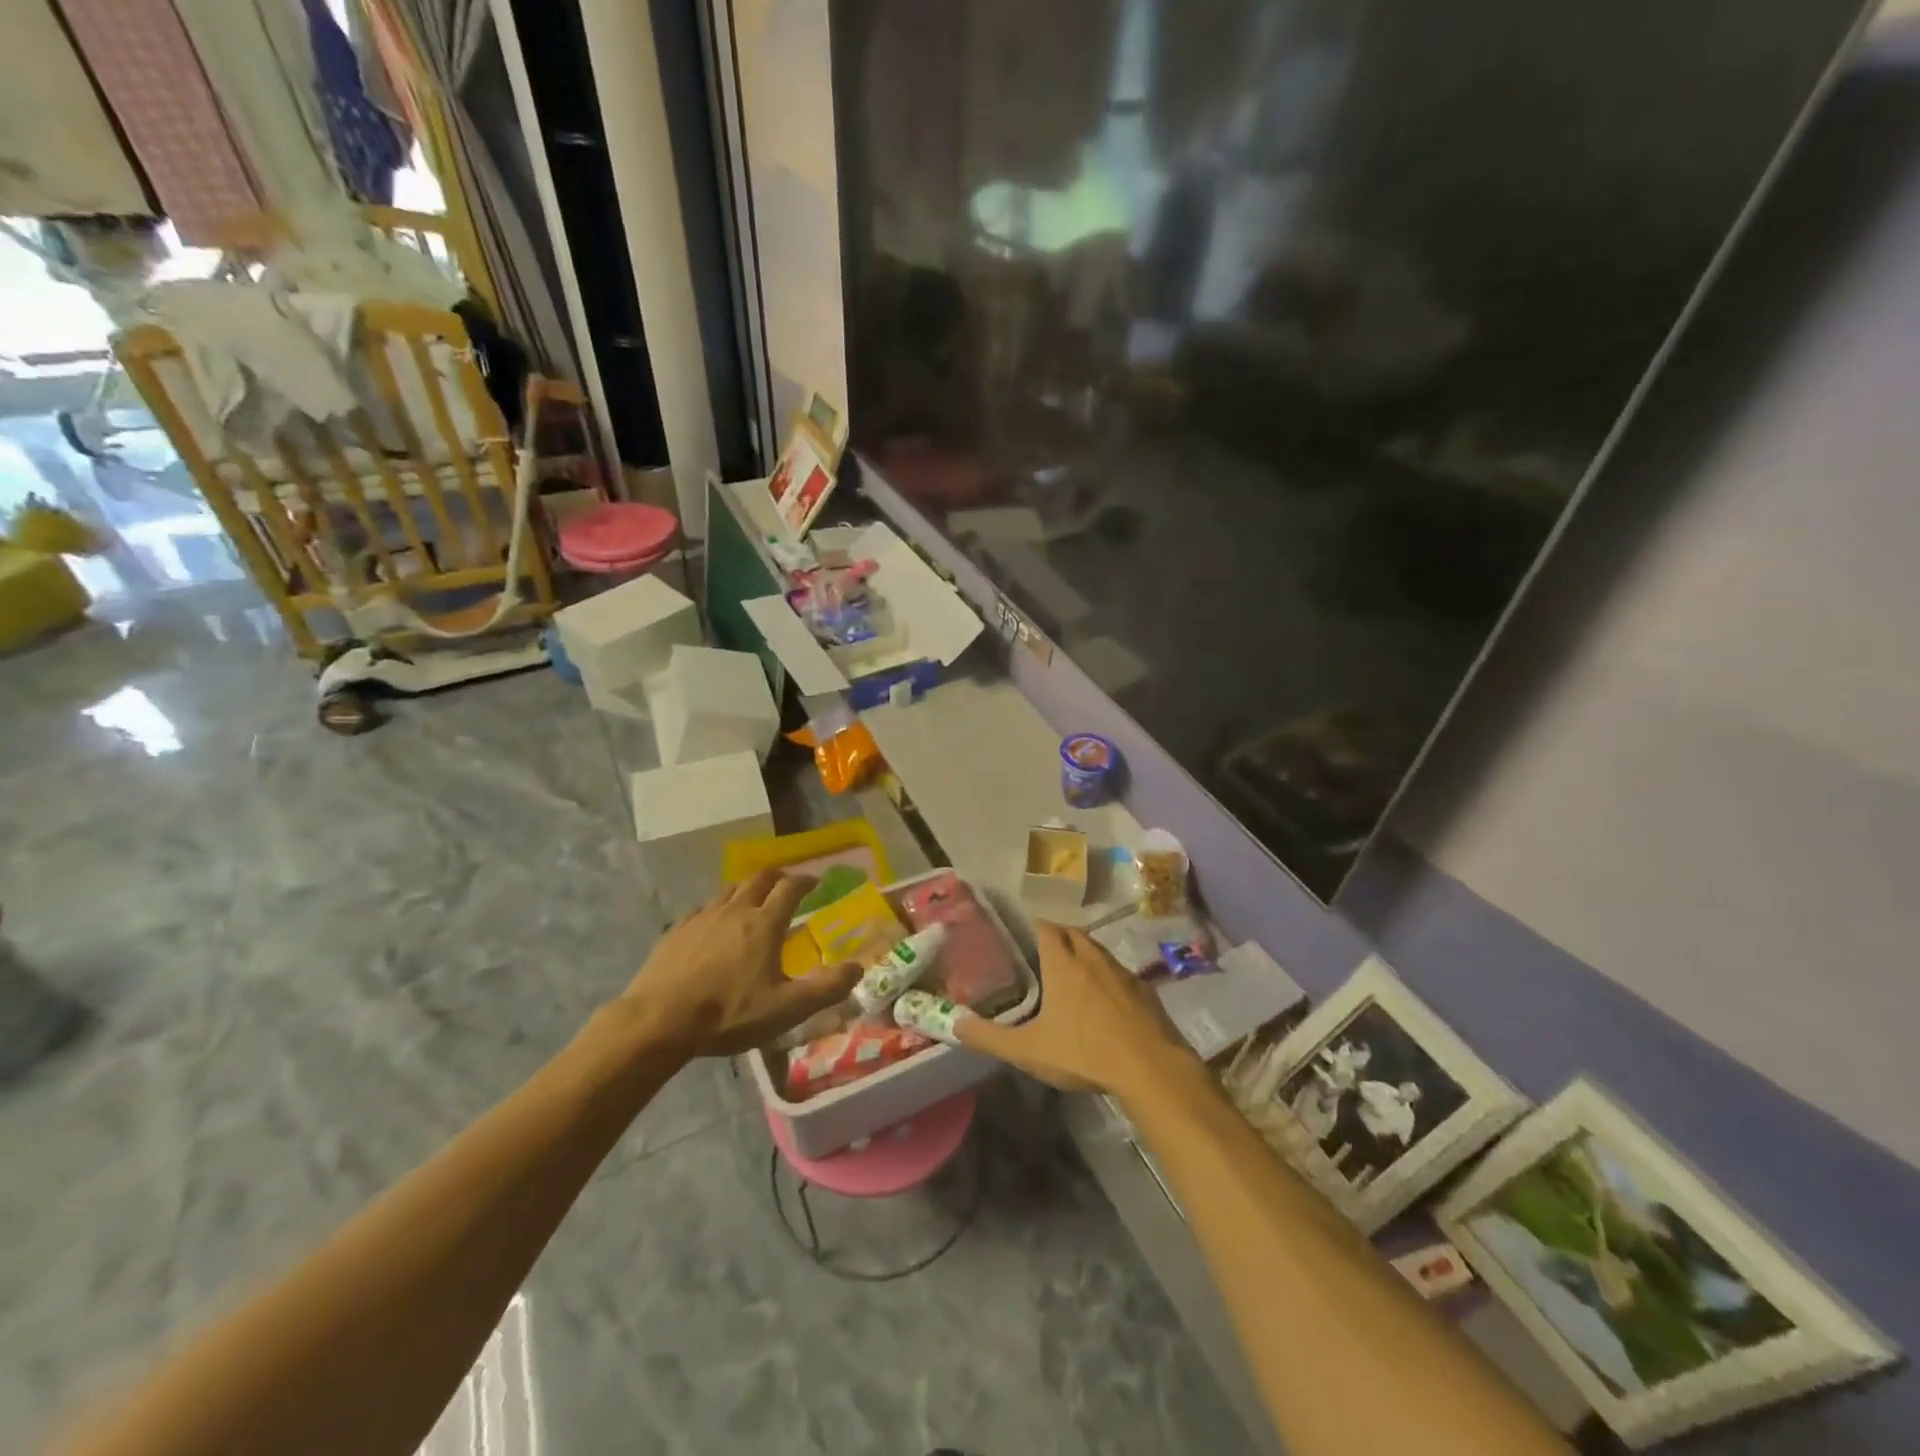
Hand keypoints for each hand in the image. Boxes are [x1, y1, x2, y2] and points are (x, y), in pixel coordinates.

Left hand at [621, 871, 861, 1060]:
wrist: (658, 1021)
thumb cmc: (728, 1013)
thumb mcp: (786, 1009)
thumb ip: (826, 988)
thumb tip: (858, 967)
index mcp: (764, 924)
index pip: (790, 888)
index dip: (806, 881)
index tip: (816, 882)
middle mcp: (735, 910)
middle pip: (759, 879)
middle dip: (777, 877)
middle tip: (786, 884)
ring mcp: (702, 917)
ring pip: (729, 889)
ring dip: (746, 889)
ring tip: (752, 900)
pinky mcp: (677, 931)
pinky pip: (703, 908)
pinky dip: (717, 909)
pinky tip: (713, 925)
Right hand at [957, 922, 1200, 1099]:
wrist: (1150, 1068)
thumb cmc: (1084, 1052)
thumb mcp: (1028, 1051)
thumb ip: (989, 1037)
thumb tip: (954, 1025)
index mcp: (1063, 963)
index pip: (1046, 928)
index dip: (1034, 927)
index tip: (1022, 935)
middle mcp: (1092, 957)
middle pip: (1073, 933)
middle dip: (1058, 937)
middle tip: (1042, 955)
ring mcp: (1122, 972)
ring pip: (1098, 951)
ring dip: (1084, 955)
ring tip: (1071, 975)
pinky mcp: (1145, 990)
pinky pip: (1119, 973)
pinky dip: (1107, 977)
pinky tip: (1104, 1001)